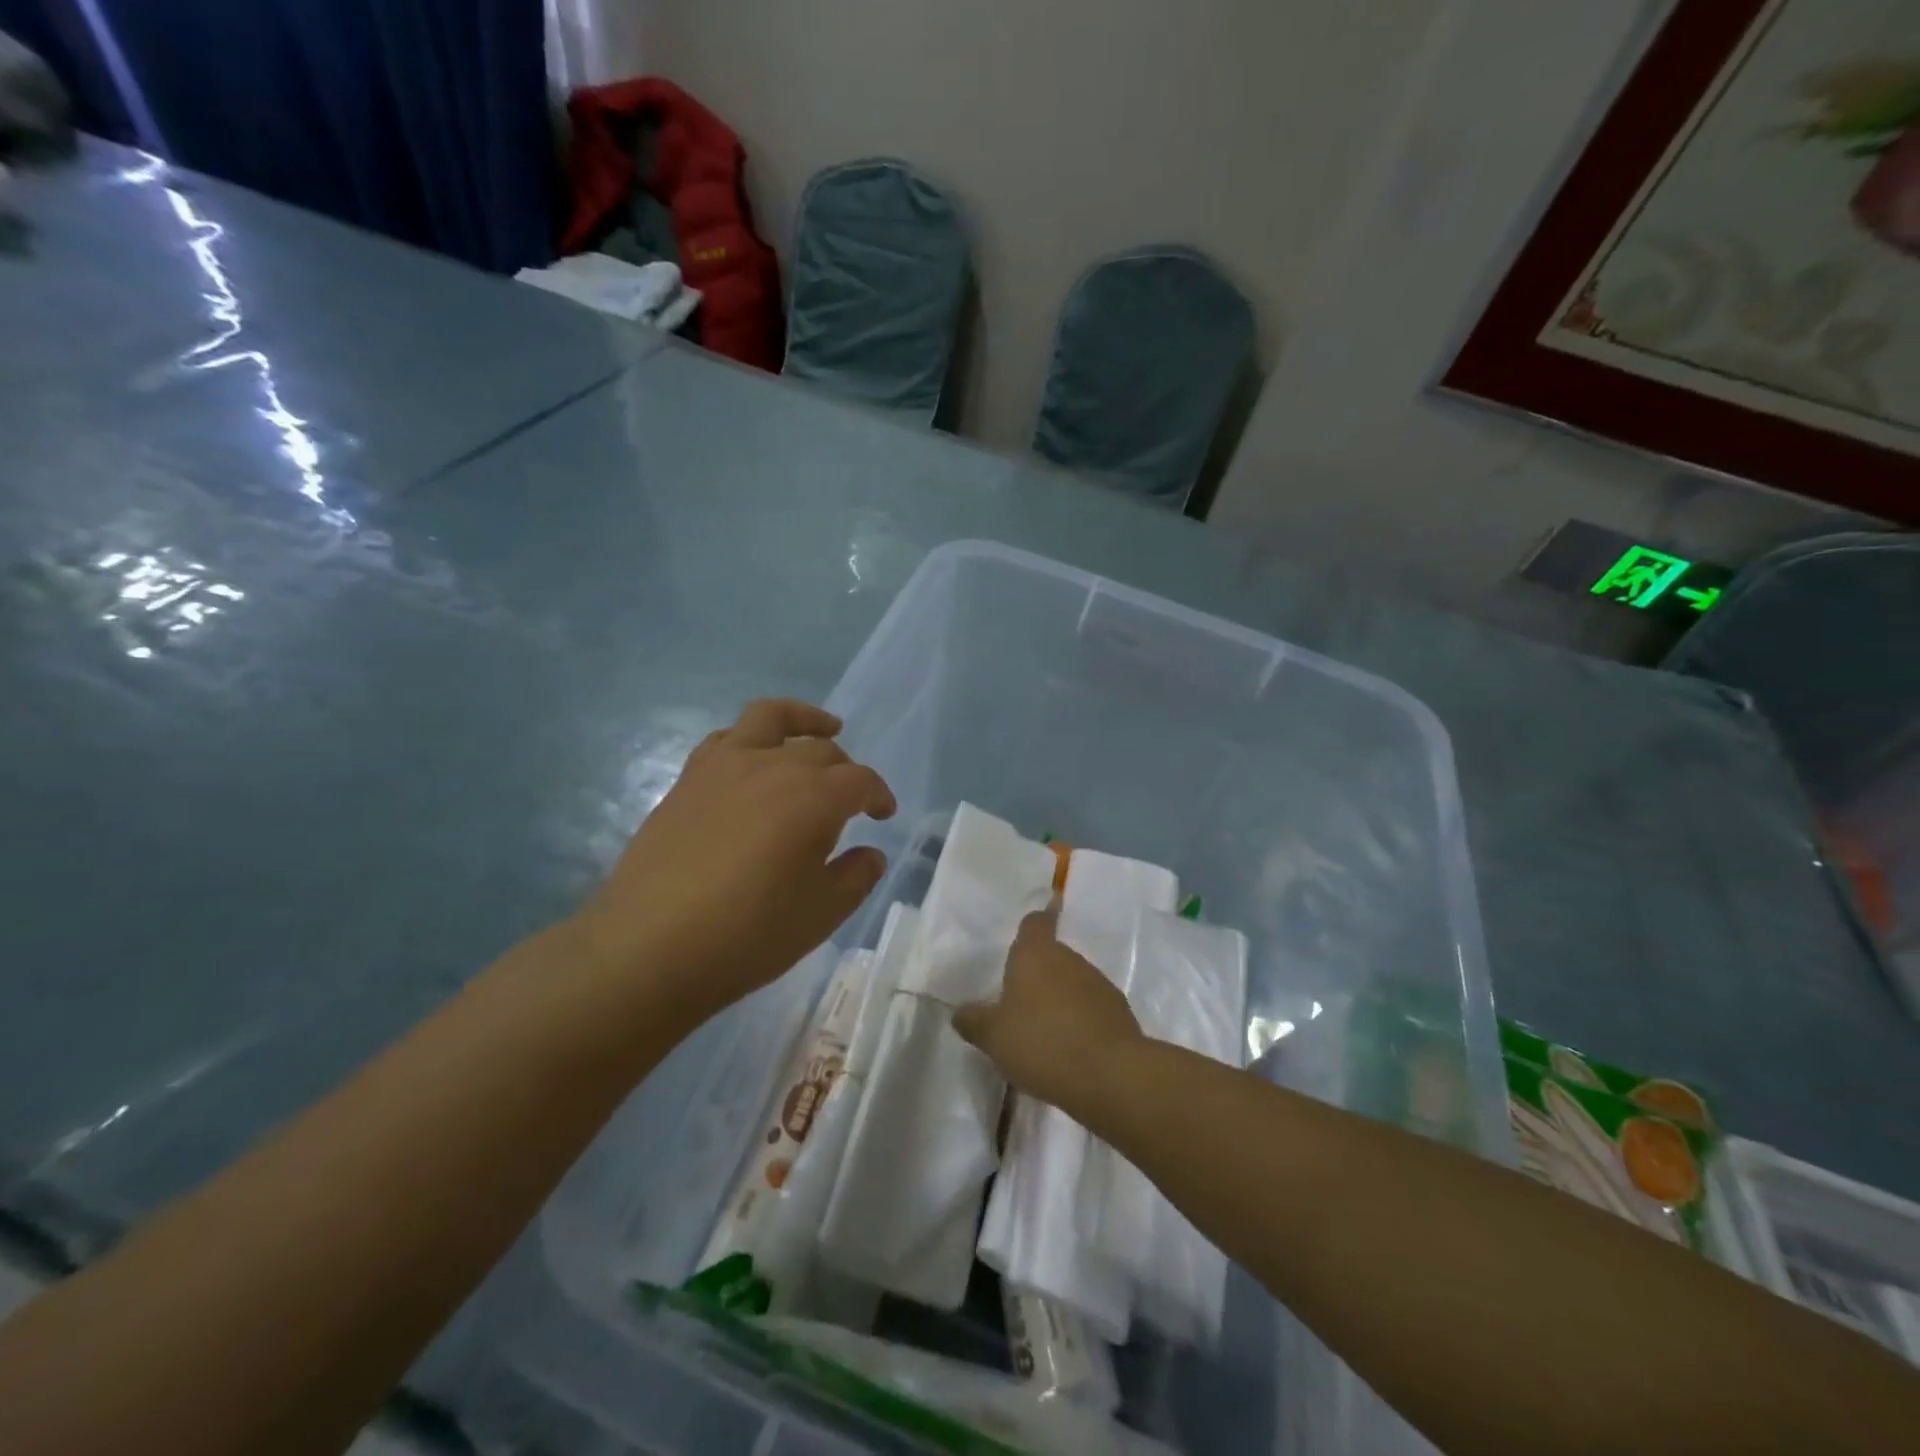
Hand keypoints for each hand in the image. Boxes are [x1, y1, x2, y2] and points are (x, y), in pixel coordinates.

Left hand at [573, 699, 895, 1026]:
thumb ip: (856, 877)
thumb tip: (871, 853)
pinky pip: (727, 738)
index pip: (860, 780)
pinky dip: (751, 737)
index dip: (879, 794)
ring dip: (803, 720)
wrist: (650, 948)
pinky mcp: (689, 779)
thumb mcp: (820, 915)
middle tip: (850, 800)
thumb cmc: (747, 935)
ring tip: (821, 729)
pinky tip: (754, 760)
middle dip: (846, 769)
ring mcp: (724, 766)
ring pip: (771, 718)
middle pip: (821, 750)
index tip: (883, 815)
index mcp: (813, 798)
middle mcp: (772, 767)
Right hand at [953, 902, 1144, 1115]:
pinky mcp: (1119, 1011)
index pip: (1035, 922)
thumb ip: (974, 1021)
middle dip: (1038, 975)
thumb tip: (960, 1012)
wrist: (1110, 1075)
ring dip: (1060, 999)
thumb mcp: (993, 1037)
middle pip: (1051, 956)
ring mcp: (1098, 983)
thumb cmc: (1041, 1043)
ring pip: (1072, 983)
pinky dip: (1081, 1021)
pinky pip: (1092, 1008)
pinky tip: (1071, 1050)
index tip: (1033, 925)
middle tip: (1020, 1004)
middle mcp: (1069, 958)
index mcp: (1035, 953)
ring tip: (1044, 1034)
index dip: (1033, 923)